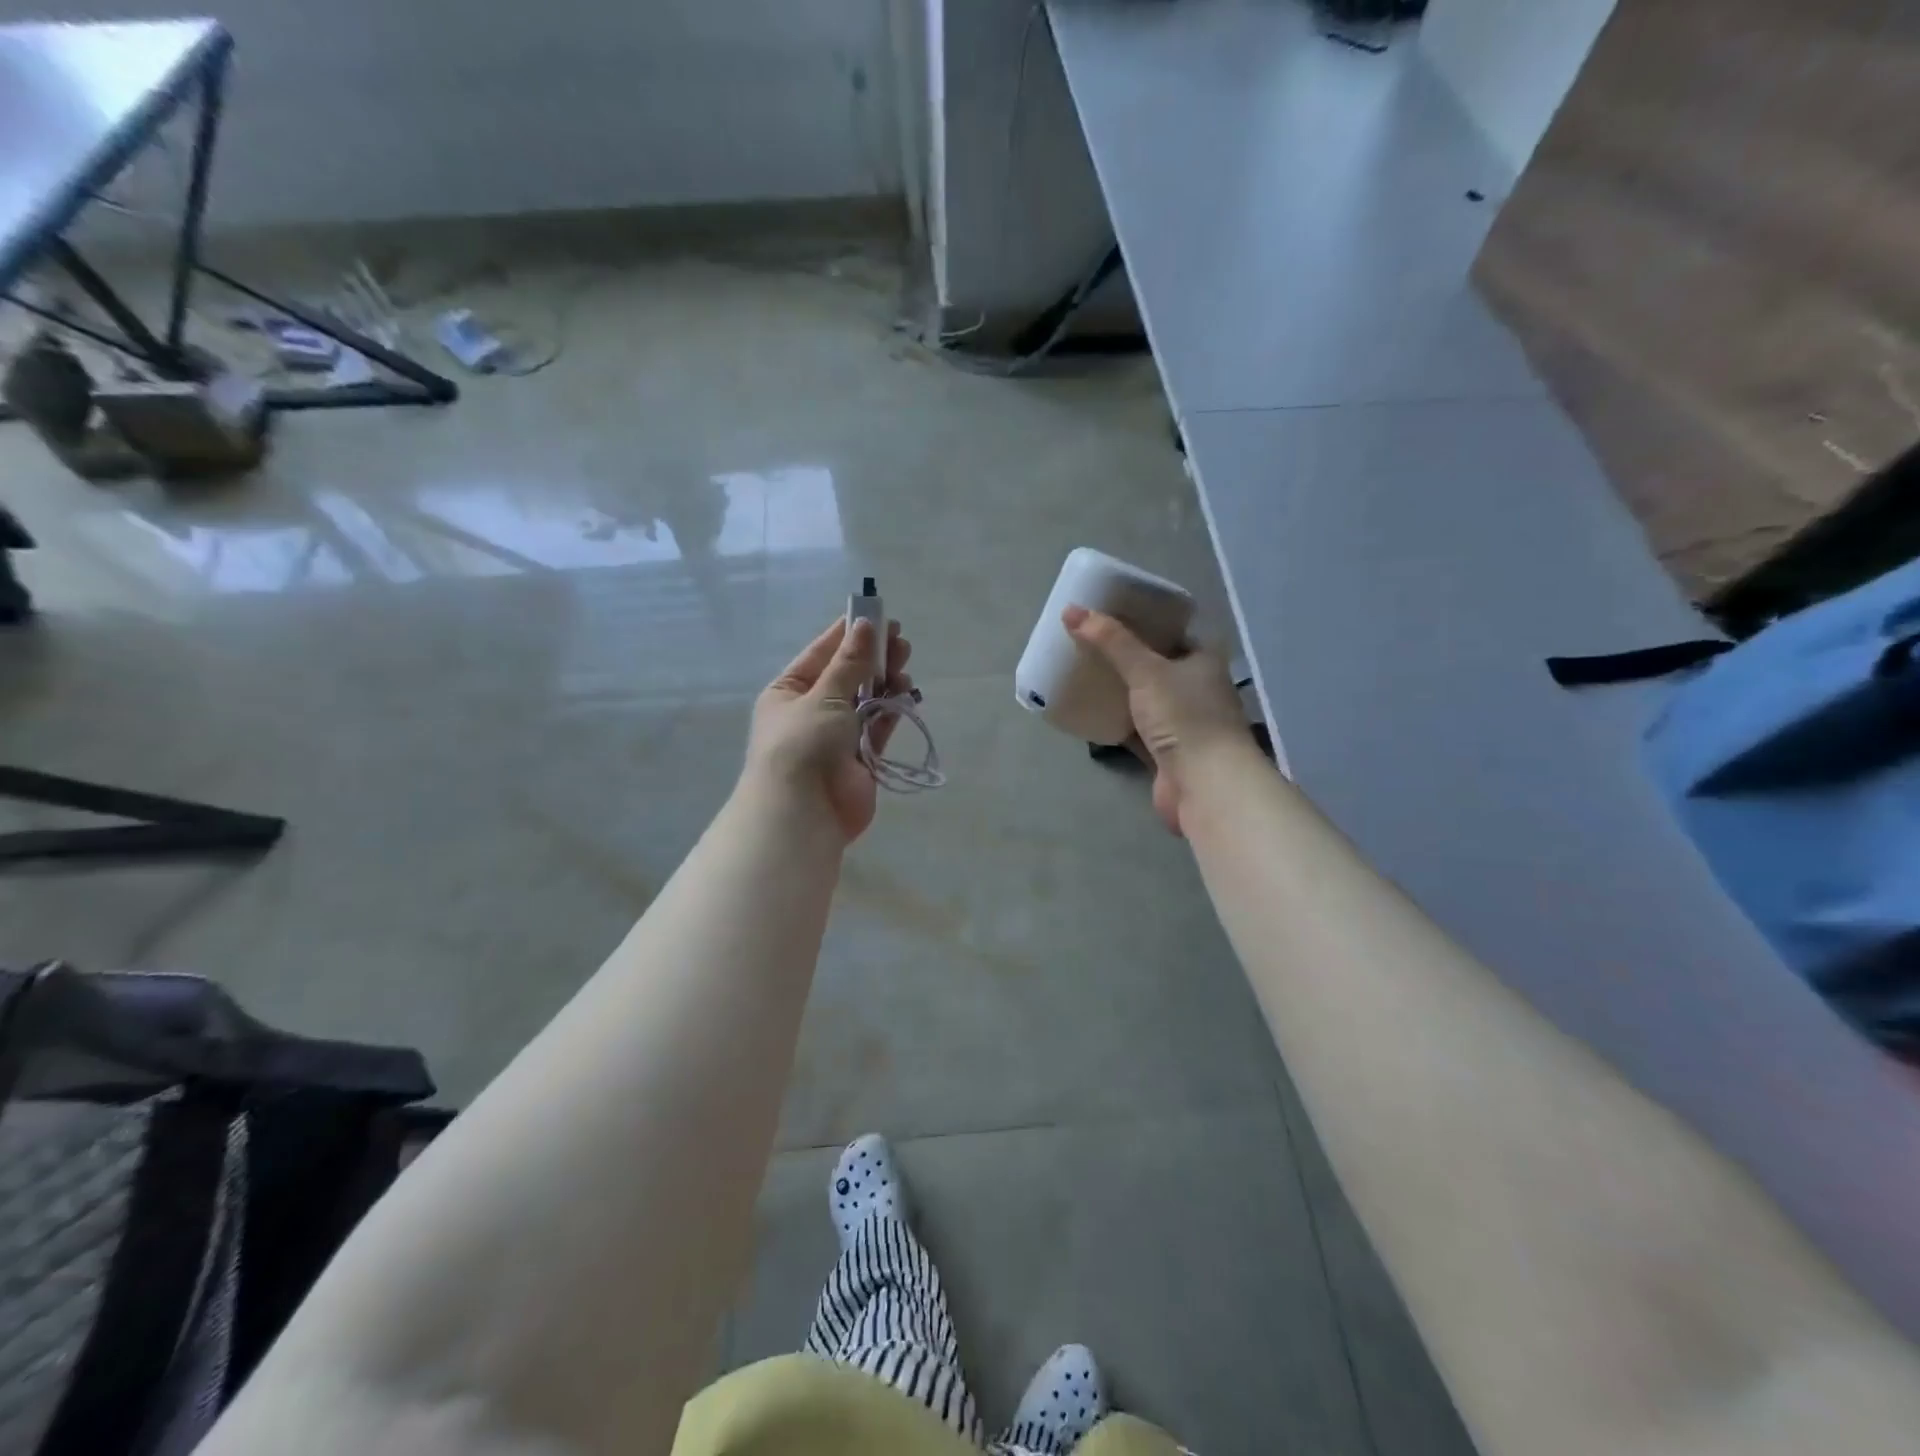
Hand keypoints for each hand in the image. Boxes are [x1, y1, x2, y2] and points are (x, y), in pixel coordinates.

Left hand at [745, 616, 913, 842]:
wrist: (803, 814)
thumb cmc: (802, 745)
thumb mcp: (823, 696)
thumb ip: (849, 663)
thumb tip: (866, 625)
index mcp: (788, 692)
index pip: (820, 654)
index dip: (847, 634)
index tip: (876, 616)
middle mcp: (811, 711)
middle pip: (846, 676)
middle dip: (872, 657)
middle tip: (900, 639)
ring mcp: (837, 736)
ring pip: (866, 700)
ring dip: (884, 680)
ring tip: (905, 661)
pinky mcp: (861, 757)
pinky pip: (878, 725)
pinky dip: (891, 708)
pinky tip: (906, 690)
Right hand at [1064, 605, 1251, 834]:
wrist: (1205, 784)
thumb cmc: (1185, 717)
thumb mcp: (1146, 671)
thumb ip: (1110, 641)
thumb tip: (1071, 610)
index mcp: (1203, 660)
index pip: (1174, 631)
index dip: (1145, 621)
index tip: (1111, 614)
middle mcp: (1198, 687)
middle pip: (1157, 665)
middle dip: (1126, 656)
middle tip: (1090, 643)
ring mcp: (1183, 722)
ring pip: (1146, 699)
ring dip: (1121, 691)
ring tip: (1085, 673)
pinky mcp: (1167, 752)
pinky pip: (1136, 729)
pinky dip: (1117, 722)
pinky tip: (1091, 712)